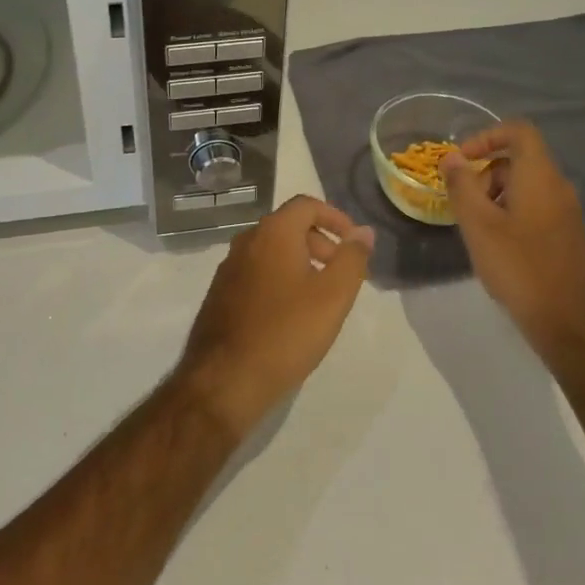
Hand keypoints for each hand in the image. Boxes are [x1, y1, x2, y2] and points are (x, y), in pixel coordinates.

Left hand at [174, 196, 374, 438]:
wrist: (225, 379)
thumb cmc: (286, 332)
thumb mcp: (333, 296)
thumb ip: (352, 258)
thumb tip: (364, 232)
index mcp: (272, 232)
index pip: (306, 205)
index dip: (335, 217)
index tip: (354, 243)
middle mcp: (246, 241)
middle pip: (289, 226)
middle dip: (321, 241)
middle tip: (342, 272)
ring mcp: (229, 267)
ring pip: (272, 250)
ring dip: (301, 261)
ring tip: (321, 296)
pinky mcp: (221, 293)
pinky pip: (257, 272)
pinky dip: (280, 278)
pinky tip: (291, 314)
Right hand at [442, 122, 584, 358]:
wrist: (570, 323)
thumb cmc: (519, 267)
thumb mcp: (478, 225)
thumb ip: (462, 186)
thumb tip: (451, 158)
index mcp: (540, 177)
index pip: (519, 131)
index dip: (486, 136)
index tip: (462, 161)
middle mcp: (559, 188)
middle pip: (520, 161)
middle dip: (485, 174)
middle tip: (464, 205)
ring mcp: (569, 214)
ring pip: (527, 188)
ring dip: (496, 198)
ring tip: (477, 231)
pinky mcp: (570, 238)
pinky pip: (537, 210)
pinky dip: (513, 215)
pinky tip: (499, 249)